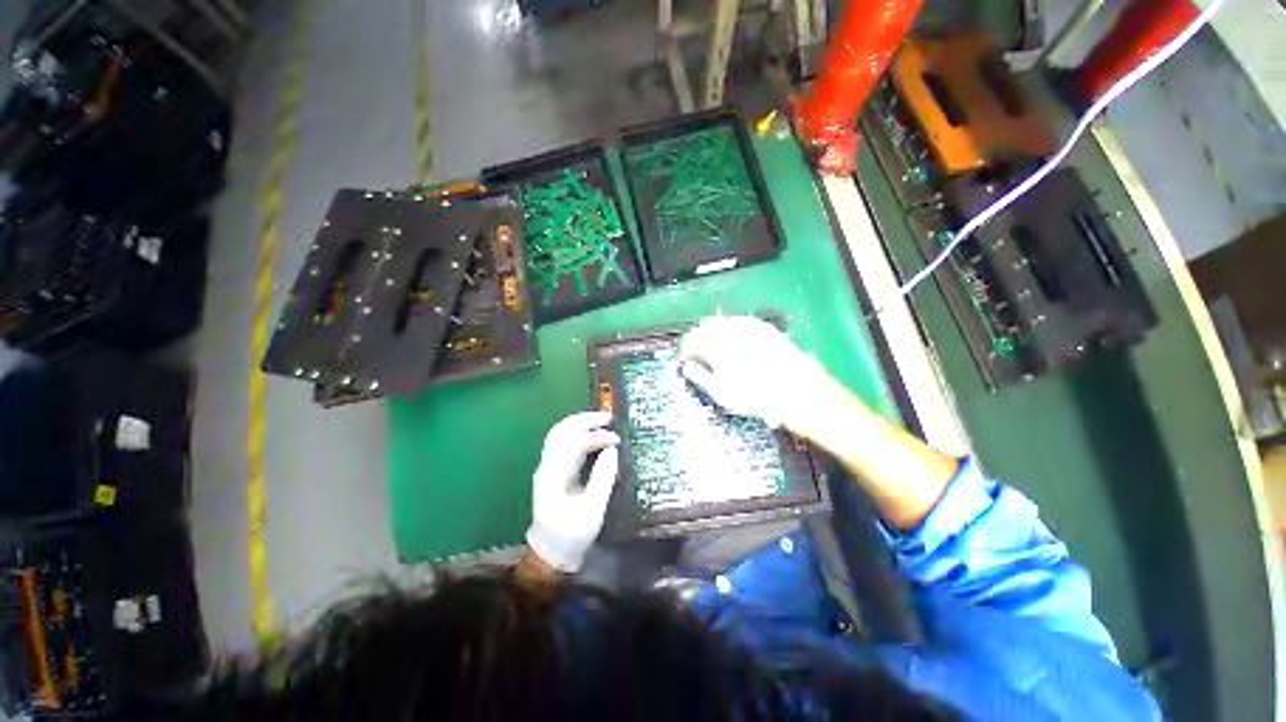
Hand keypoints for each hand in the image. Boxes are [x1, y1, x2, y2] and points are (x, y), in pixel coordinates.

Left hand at [525, 411, 620, 572]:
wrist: (550, 552)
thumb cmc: (572, 534)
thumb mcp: (593, 510)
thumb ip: (603, 478)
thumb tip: (612, 450)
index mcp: (555, 476)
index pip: (574, 444)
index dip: (597, 437)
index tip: (617, 440)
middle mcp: (547, 466)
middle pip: (561, 431)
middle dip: (585, 420)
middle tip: (608, 416)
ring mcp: (547, 467)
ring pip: (560, 434)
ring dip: (580, 423)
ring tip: (602, 421)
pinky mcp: (552, 470)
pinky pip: (562, 442)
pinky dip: (577, 432)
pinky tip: (591, 434)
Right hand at [678, 315, 830, 431]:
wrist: (793, 387)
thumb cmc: (752, 394)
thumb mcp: (720, 391)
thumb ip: (700, 376)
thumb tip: (686, 367)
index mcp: (713, 345)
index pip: (690, 340)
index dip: (684, 349)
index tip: (684, 358)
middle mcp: (728, 330)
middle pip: (704, 326)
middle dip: (698, 337)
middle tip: (698, 351)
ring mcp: (747, 326)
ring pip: (722, 321)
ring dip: (714, 331)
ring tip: (716, 346)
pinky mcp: (762, 326)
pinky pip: (740, 321)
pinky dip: (732, 329)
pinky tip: (736, 340)